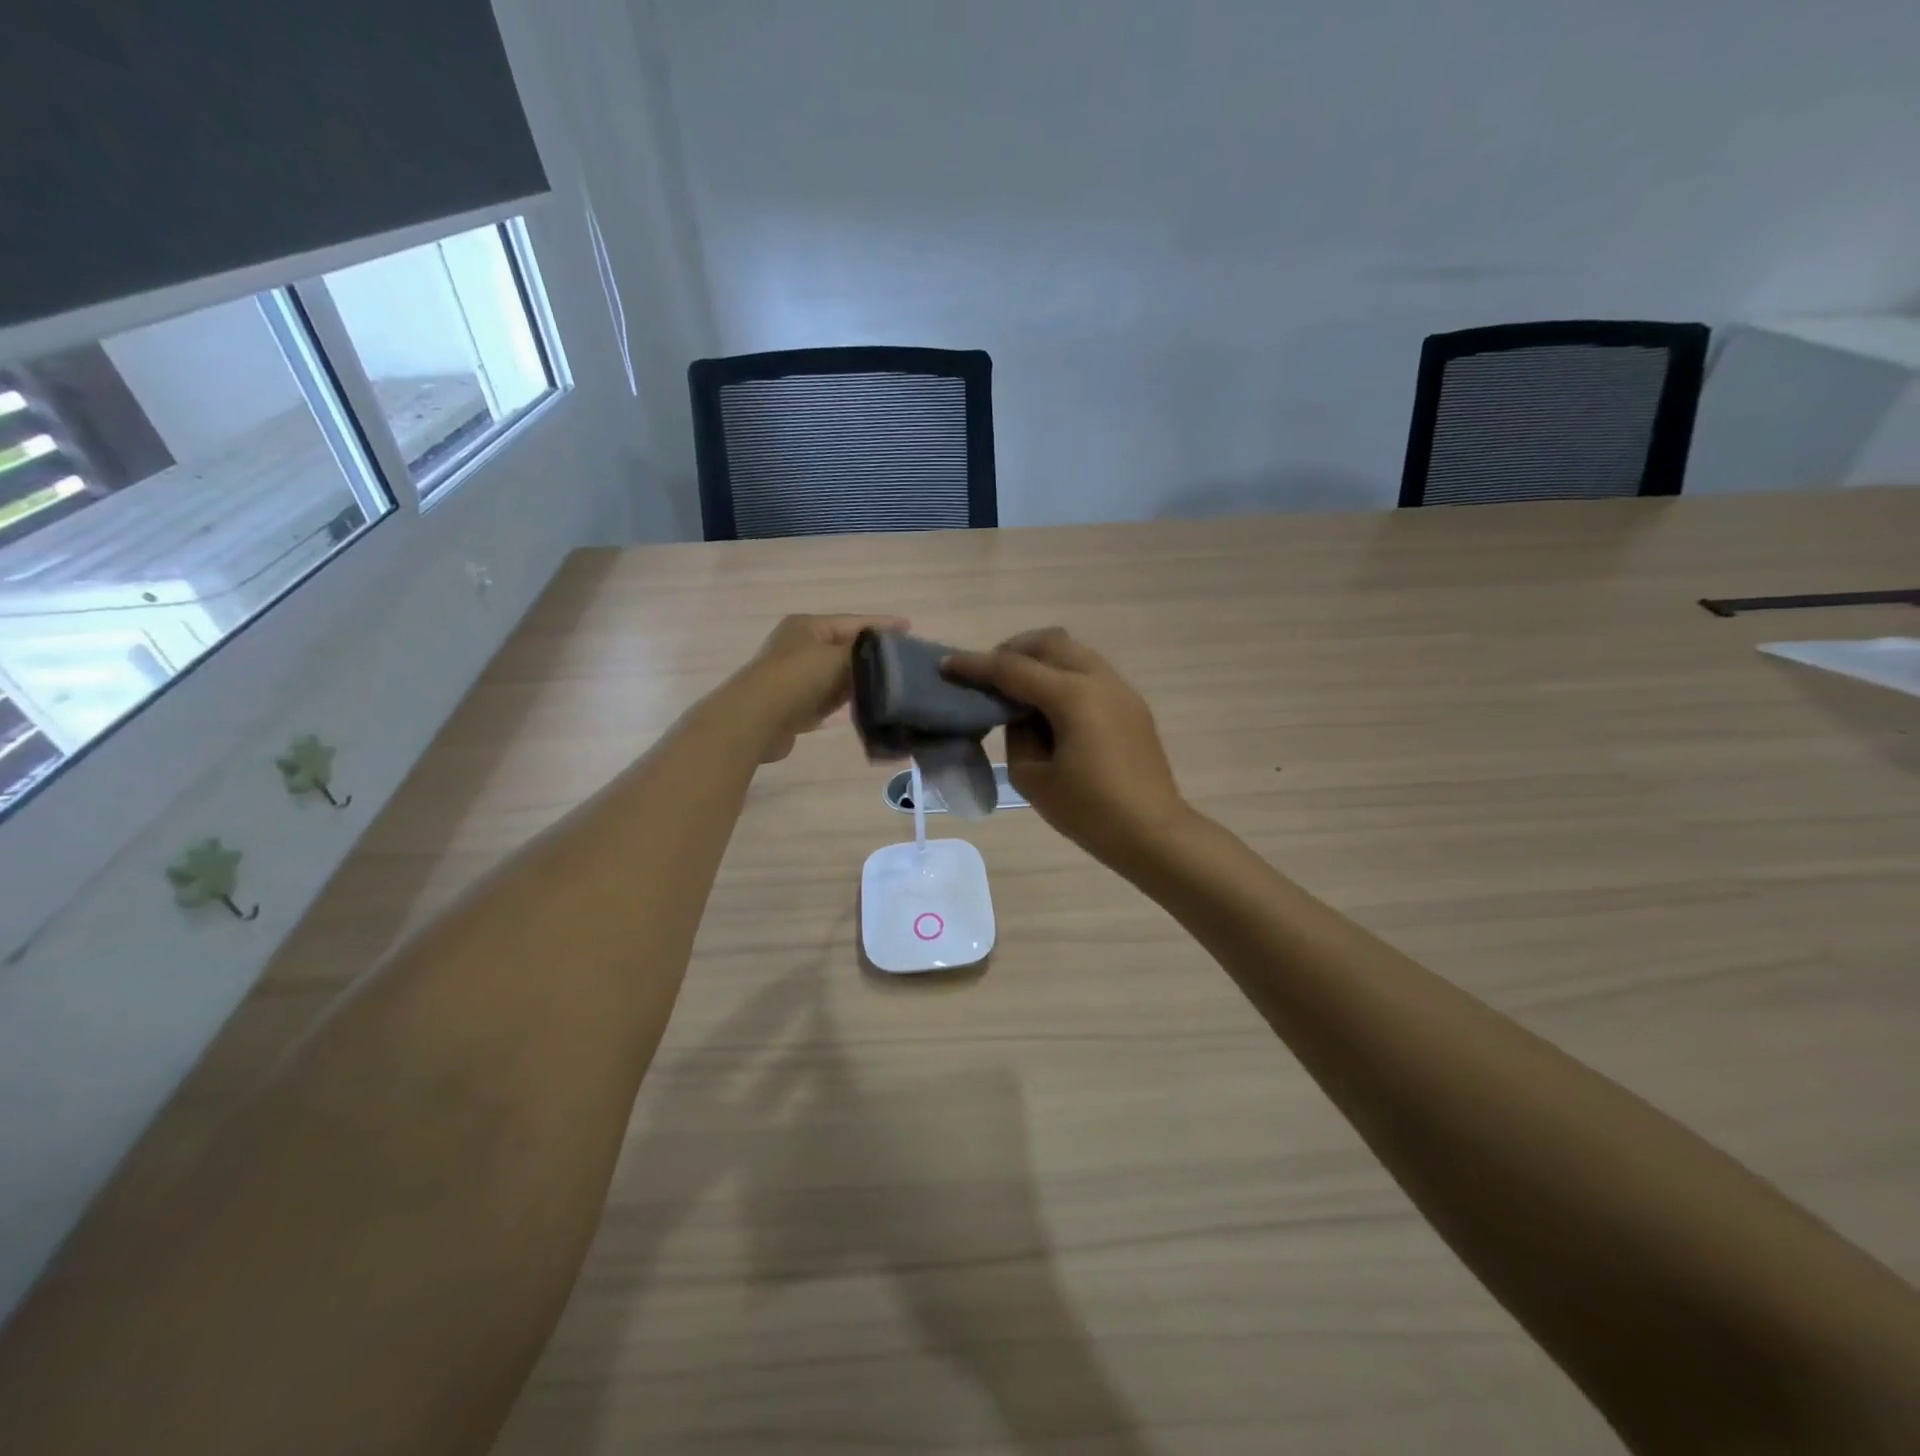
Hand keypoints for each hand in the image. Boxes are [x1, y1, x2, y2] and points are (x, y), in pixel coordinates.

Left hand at [732, 614, 907, 762]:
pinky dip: (843, 700)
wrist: (756, 719)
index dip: (883, 625)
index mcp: (808, 626)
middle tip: (903, 660)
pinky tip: (862, 705)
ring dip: (858, 679)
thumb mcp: (838, 658)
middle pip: (843, 647)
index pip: (854, 622)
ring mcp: (793, 675)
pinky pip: (826, 697)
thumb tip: (886, 655)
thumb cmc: (798, 679)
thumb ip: (865, 653)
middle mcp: (798, 645)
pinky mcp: (792, 703)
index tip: (910, 628)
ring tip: (889, 683)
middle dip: (871, 654)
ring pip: (835, 674)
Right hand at [944, 628, 1188, 867]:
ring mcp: (1120, 688)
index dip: (975, 665)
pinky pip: (1089, 671)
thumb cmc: (1089, 812)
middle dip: (1012, 650)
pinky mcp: (1131, 704)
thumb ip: (1017, 734)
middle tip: (988, 676)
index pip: (1013, 669)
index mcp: (1072, 696)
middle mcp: (1099, 679)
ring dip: (1040, 660)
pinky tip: (1050, 707)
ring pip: (1073, 651)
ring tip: (1017, 690)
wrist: (1153, 833)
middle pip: (1049, 642)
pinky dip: (1062, 674)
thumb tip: (1022, 714)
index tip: (946, 665)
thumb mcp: (1033, 777)